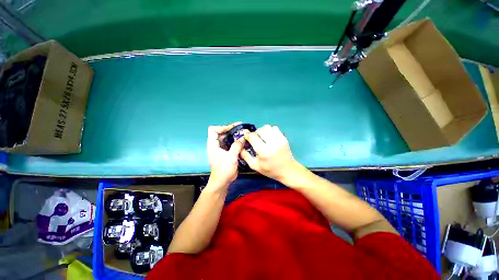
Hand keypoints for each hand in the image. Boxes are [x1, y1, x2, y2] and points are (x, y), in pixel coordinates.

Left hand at [206, 122, 244, 189]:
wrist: (222, 182)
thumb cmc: (224, 169)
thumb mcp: (231, 157)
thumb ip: (237, 145)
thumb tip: (244, 137)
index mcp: (212, 144)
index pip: (213, 130)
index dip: (222, 127)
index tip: (233, 128)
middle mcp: (215, 145)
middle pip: (221, 133)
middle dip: (231, 130)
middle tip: (242, 129)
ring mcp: (220, 149)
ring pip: (226, 139)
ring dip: (234, 136)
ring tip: (244, 134)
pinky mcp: (225, 154)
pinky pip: (230, 145)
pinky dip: (236, 142)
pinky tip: (243, 143)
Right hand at [241, 125, 303, 182]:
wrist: (287, 170)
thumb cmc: (270, 170)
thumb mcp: (255, 166)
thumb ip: (246, 156)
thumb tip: (240, 147)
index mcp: (264, 151)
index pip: (253, 137)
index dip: (247, 136)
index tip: (246, 138)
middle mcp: (272, 143)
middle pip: (260, 130)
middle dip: (255, 133)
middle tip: (255, 139)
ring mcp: (279, 139)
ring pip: (267, 127)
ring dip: (262, 131)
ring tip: (262, 138)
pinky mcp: (284, 137)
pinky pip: (274, 128)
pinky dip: (270, 131)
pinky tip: (269, 138)